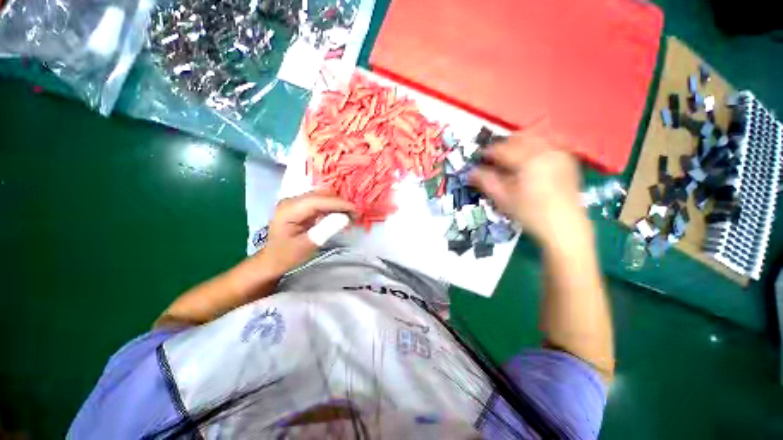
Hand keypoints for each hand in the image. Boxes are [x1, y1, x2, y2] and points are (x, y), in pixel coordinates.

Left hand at [258, 190, 354, 274]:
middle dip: (340, 203)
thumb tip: (345, 217)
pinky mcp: (300, 205)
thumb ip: (326, 230)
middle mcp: (292, 201)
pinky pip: (320, 201)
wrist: (272, 259)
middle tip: (355, 215)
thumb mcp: (308, 245)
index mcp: (289, 210)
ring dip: (338, 204)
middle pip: (321, 195)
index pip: (318, 200)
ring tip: (350, 216)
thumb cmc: (287, 256)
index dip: (339, 203)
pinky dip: (332, 207)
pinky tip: (340, 215)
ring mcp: (296, 202)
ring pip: (322, 196)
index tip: (356, 210)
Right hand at [470, 126, 586, 244]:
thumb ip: (486, 182)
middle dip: (504, 145)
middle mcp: (546, 151)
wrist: (565, 227)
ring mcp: (560, 154)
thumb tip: (471, 172)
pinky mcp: (568, 160)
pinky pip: (549, 144)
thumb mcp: (503, 199)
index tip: (479, 158)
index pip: (502, 149)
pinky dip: (535, 147)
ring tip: (510, 158)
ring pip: (535, 138)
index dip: (487, 152)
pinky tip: (530, 159)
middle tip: (494, 158)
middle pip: (519, 138)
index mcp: (528, 160)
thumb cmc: (530, 214)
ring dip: (519, 144)